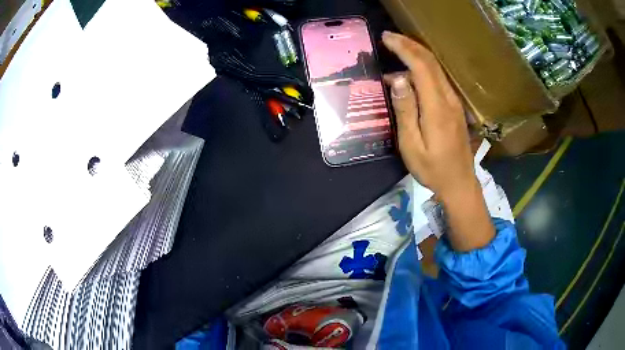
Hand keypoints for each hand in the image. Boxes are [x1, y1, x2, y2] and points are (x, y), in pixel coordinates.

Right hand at [381, 31, 475, 198]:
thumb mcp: (411, 145)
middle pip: (431, 62)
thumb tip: (397, 79)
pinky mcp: (455, 107)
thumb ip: (405, 111)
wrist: (459, 183)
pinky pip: (438, 79)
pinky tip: (410, 71)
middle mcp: (448, 99)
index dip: (403, 49)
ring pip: (436, 68)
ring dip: (417, 53)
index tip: (386, 38)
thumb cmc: (432, 169)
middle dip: (410, 44)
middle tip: (389, 37)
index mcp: (437, 108)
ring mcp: (454, 102)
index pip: (421, 67)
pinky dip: (423, 67)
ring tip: (396, 47)